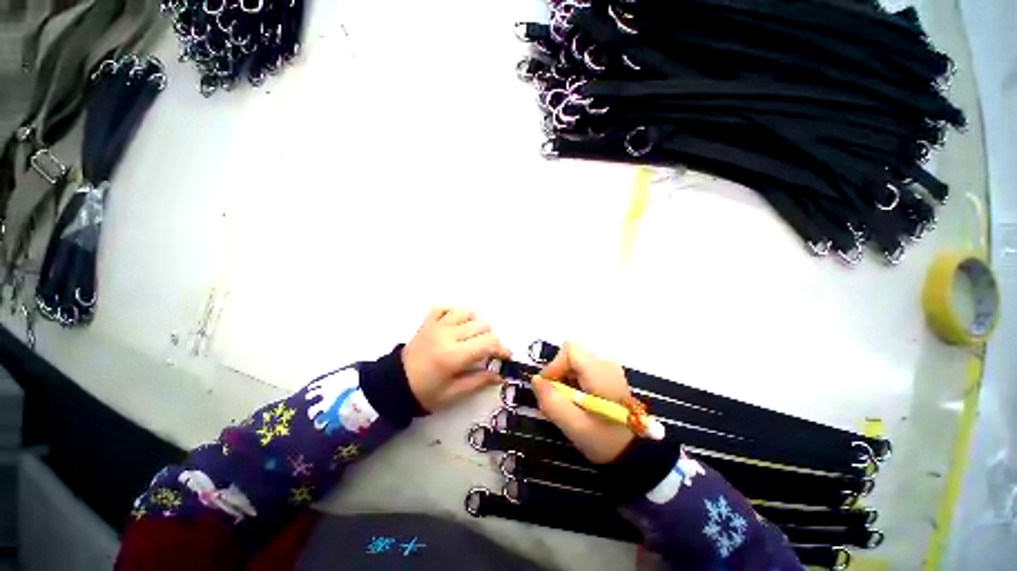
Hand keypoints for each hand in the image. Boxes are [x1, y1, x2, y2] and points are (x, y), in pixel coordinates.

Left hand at [403, 308, 511, 412]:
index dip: (501, 348)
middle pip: (482, 325)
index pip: (488, 342)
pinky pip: (445, 308)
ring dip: (474, 323)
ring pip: (466, 312)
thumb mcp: (454, 394)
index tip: (506, 356)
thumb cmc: (425, 393)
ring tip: (472, 337)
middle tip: (487, 352)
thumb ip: (479, 381)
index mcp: (453, 355)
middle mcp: (447, 335)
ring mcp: (436, 325)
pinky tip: (456, 325)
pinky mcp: (428, 322)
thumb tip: (501, 375)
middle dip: (490, 338)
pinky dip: (454, 313)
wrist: (394, 385)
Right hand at [532, 342, 634, 463]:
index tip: (549, 387)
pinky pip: (583, 370)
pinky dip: (574, 383)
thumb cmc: (607, 441)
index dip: (555, 364)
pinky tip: (577, 403)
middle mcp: (605, 363)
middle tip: (556, 399)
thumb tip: (536, 380)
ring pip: (575, 363)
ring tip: (566, 405)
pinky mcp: (608, 376)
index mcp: (599, 371)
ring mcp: (608, 369)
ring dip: (565, 380)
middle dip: (558, 374)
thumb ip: (552, 402)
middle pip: (571, 356)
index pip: (570, 349)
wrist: (638, 453)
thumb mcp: (575, 427)